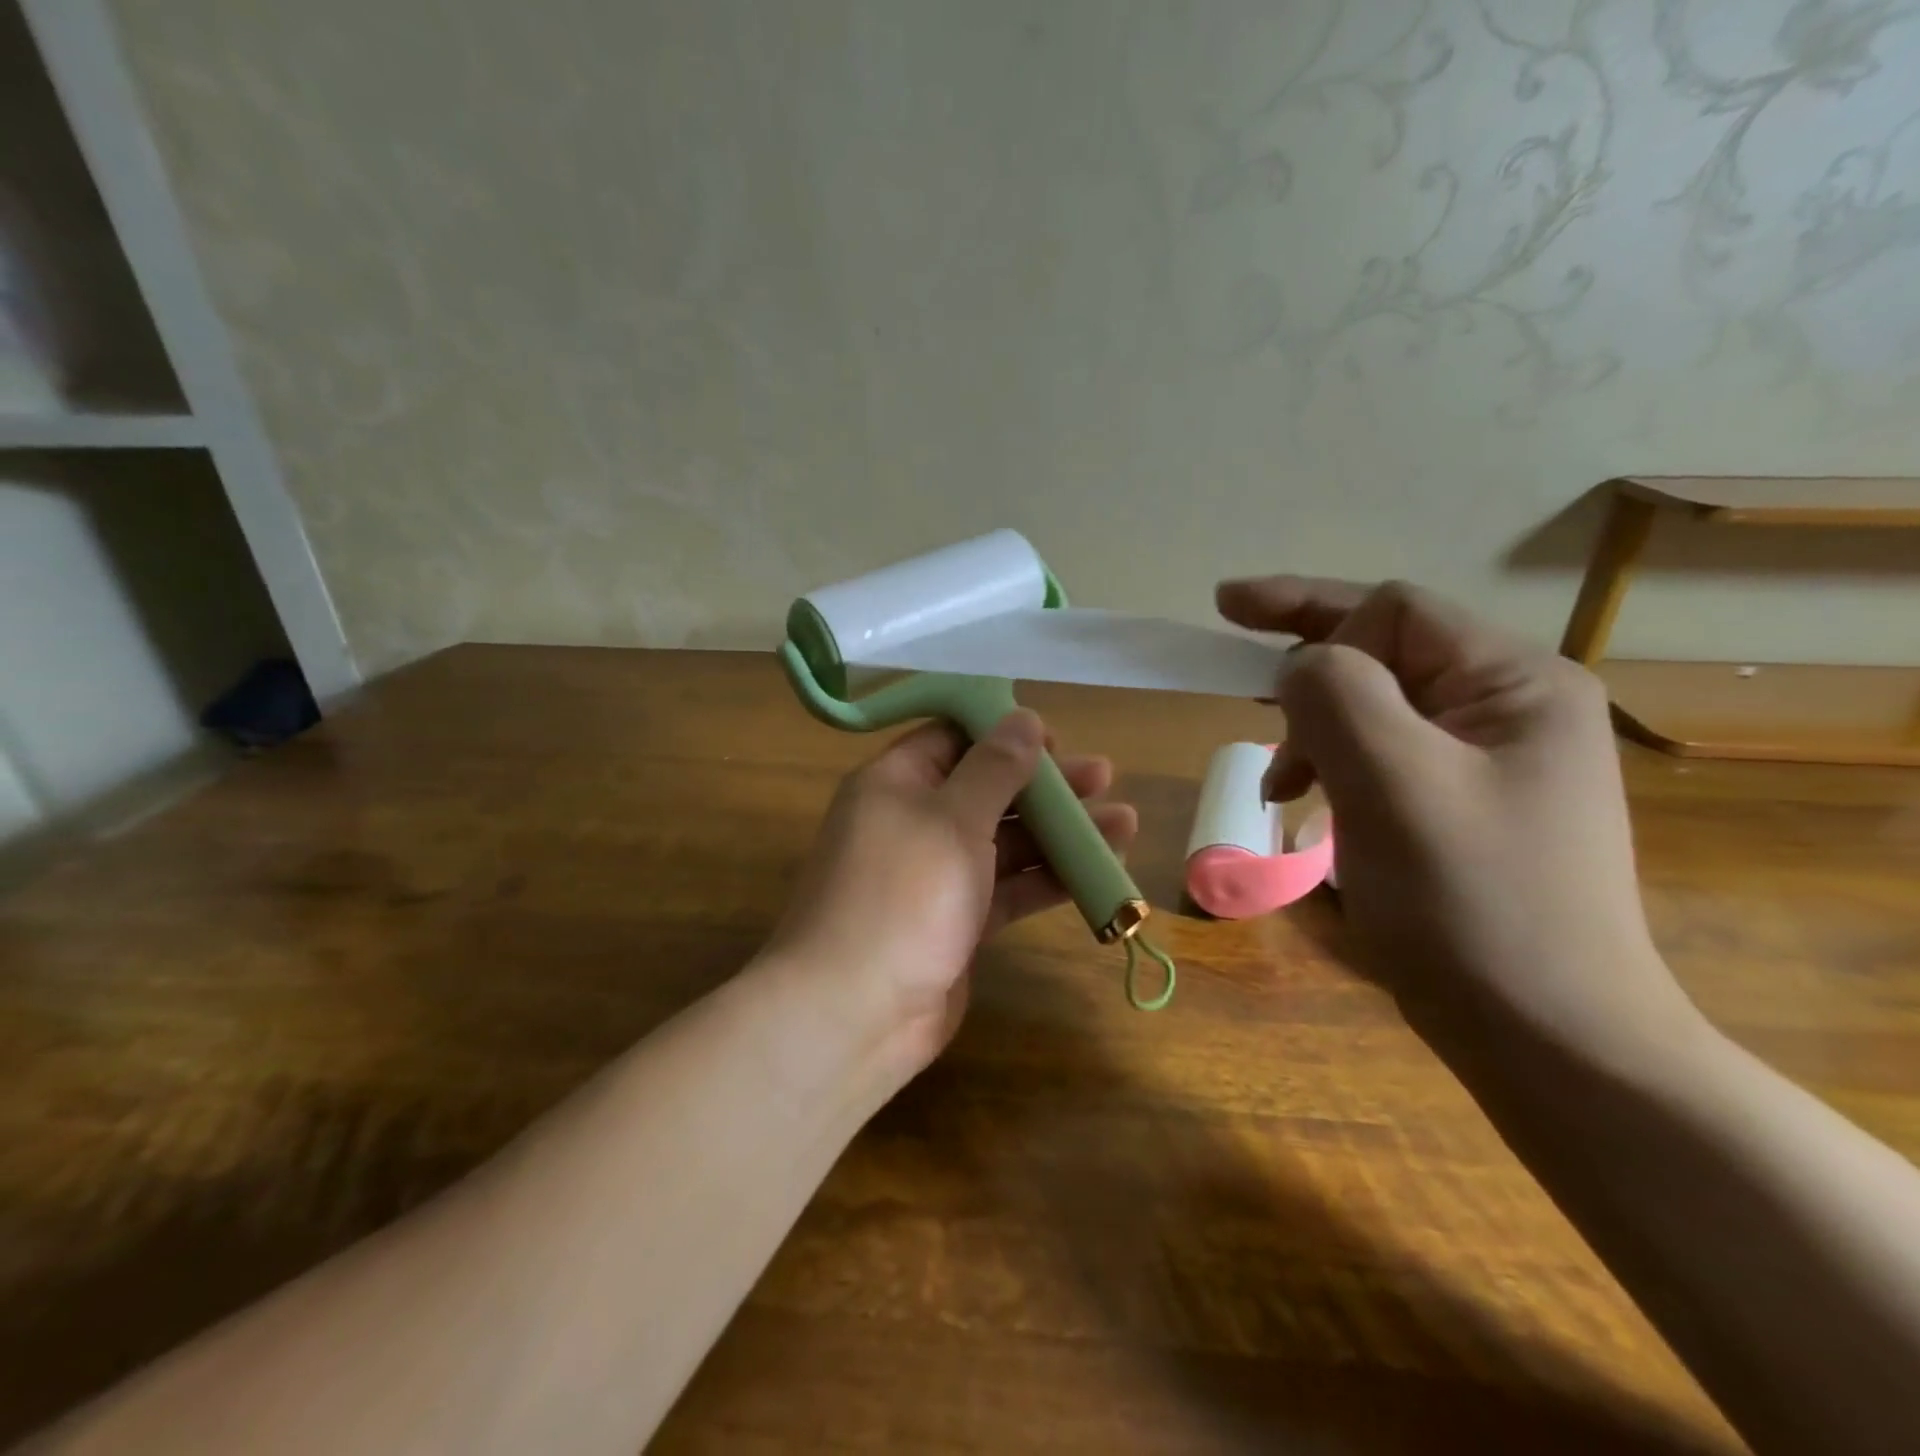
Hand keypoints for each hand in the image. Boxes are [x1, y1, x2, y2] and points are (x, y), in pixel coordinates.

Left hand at [769, 710, 1136, 1077]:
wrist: (855, 1012)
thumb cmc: (902, 895)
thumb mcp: (953, 819)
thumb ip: (994, 768)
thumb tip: (1024, 719)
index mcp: (897, 783)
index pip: (952, 738)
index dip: (1003, 734)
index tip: (1055, 740)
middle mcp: (915, 821)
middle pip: (988, 788)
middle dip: (1046, 784)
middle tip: (1104, 776)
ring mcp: (937, 875)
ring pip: (1005, 841)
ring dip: (1060, 832)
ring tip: (1124, 822)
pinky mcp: (958, 921)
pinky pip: (1008, 887)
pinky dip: (1048, 878)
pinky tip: (1098, 870)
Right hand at [1217, 576, 1701, 1069]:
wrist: (1550, 1041)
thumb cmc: (1472, 904)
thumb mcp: (1392, 783)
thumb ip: (1336, 695)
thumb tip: (1300, 668)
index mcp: (1514, 683)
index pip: (1394, 611)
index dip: (1311, 619)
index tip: (1237, 644)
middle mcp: (1510, 708)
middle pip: (1384, 651)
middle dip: (1306, 667)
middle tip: (1232, 668)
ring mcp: (1489, 761)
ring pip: (1374, 707)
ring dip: (1314, 729)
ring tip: (1280, 785)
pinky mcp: (1463, 807)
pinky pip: (1381, 756)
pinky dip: (1332, 768)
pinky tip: (1309, 807)